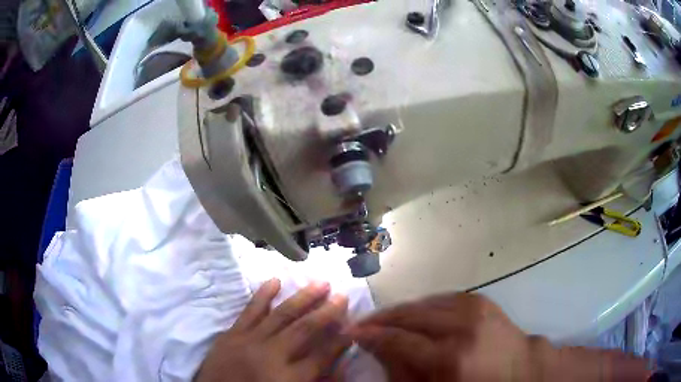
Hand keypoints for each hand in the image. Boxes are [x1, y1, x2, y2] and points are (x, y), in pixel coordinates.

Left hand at [195, 279, 350, 381]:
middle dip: (326, 312)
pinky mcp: (232, 334)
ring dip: (302, 298)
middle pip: (304, 330)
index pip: (322, 356)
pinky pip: (249, 311)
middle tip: (342, 296)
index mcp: (288, 378)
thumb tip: (340, 365)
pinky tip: (275, 281)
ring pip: (281, 315)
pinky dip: (263, 295)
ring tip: (320, 283)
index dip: (340, 341)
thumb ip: (316, 381)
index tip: (353, 326)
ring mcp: (249, 341)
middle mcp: (271, 356)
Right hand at [350, 293, 648, 381]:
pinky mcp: (481, 299)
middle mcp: (461, 325)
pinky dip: (422, 304)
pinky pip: (441, 297)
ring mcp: (474, 307)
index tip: (351, 332)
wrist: (522, 369)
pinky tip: (414, 312)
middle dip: (381, 319)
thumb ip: (404, 373)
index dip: (371, 336)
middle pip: (409, 315)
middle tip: (361, 323)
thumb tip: (379, 353)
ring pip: (423, 302)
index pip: (398, 340)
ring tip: (384, 318)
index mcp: (450, 357)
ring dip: (400, 310)